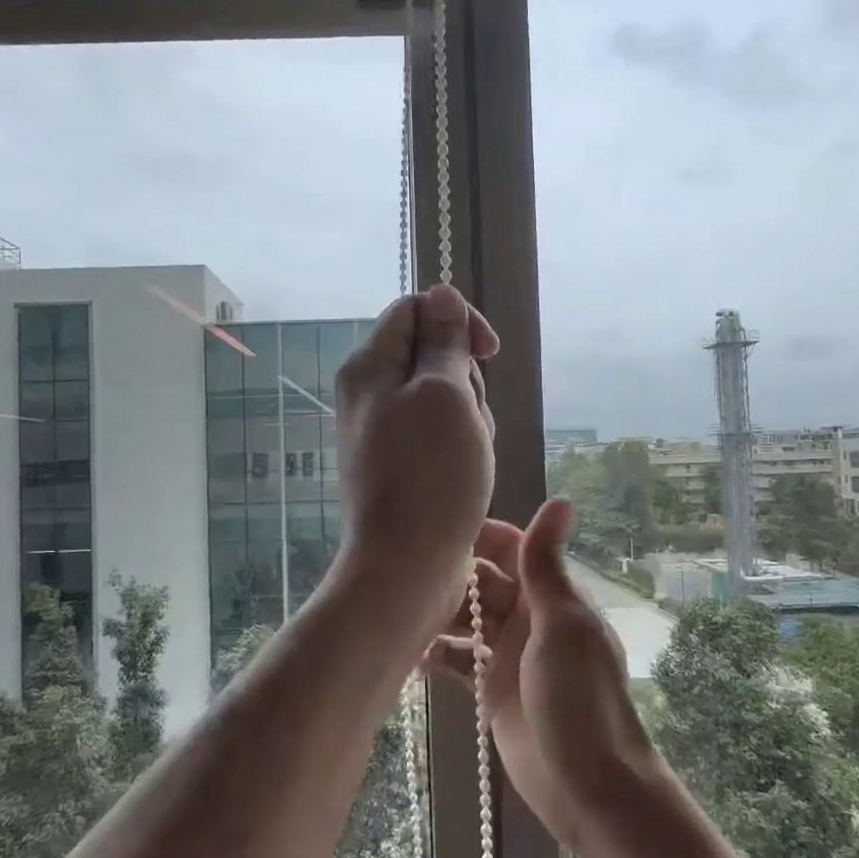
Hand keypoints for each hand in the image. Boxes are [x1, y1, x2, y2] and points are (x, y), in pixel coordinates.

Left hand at [332, 284, 498, 629]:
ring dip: (469, 417)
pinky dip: (460, 446)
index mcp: (369, 366)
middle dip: (465, 379)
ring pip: (443, 398)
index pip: (414, 310)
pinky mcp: (400, 463)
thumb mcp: (445, 394)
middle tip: (470, 418)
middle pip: (431, 355)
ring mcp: (384, 431)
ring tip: (469, 454)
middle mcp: (369, 393)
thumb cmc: (431, 475)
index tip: (489, 353)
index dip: (457, 320)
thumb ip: (444, 340)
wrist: (407, 564)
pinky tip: (467, 475)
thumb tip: (441, 292)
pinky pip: (439, 434)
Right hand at [426, 500, 659, 851]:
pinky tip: (415, 658)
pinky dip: (438, 656)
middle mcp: (528, 619)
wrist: (589, 786)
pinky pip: (458, 661)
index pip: (513, 550)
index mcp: (551, 596)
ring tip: (405, 619)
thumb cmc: (580, 698)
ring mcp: (507, 655)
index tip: (438, 535)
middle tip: (409, 582)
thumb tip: (562, 499)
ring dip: (439, 617)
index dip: (480, 537)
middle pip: (483, 583)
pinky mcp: (489, 689)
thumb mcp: (563, 624)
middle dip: (451, 579)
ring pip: (467, 621)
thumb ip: (547, 565)